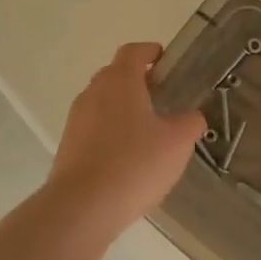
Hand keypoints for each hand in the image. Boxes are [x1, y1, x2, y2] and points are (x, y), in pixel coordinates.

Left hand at [47, 42, 205, 235]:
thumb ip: (190, 123)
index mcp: (120, 81)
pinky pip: (94, 128)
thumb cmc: (135, 163)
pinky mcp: (68, 146)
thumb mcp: (177, 143)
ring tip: (148, 132)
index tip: (166, 62)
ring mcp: (77, 119)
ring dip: (124, 109)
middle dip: (139, 82)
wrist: (82, 207)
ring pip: (104, 103)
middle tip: (163, 98)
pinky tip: (128, 158)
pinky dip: (111, 133)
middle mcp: (93, 92)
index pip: (133, 52)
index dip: (151, 52)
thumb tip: (192, 117)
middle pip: (116, 75)